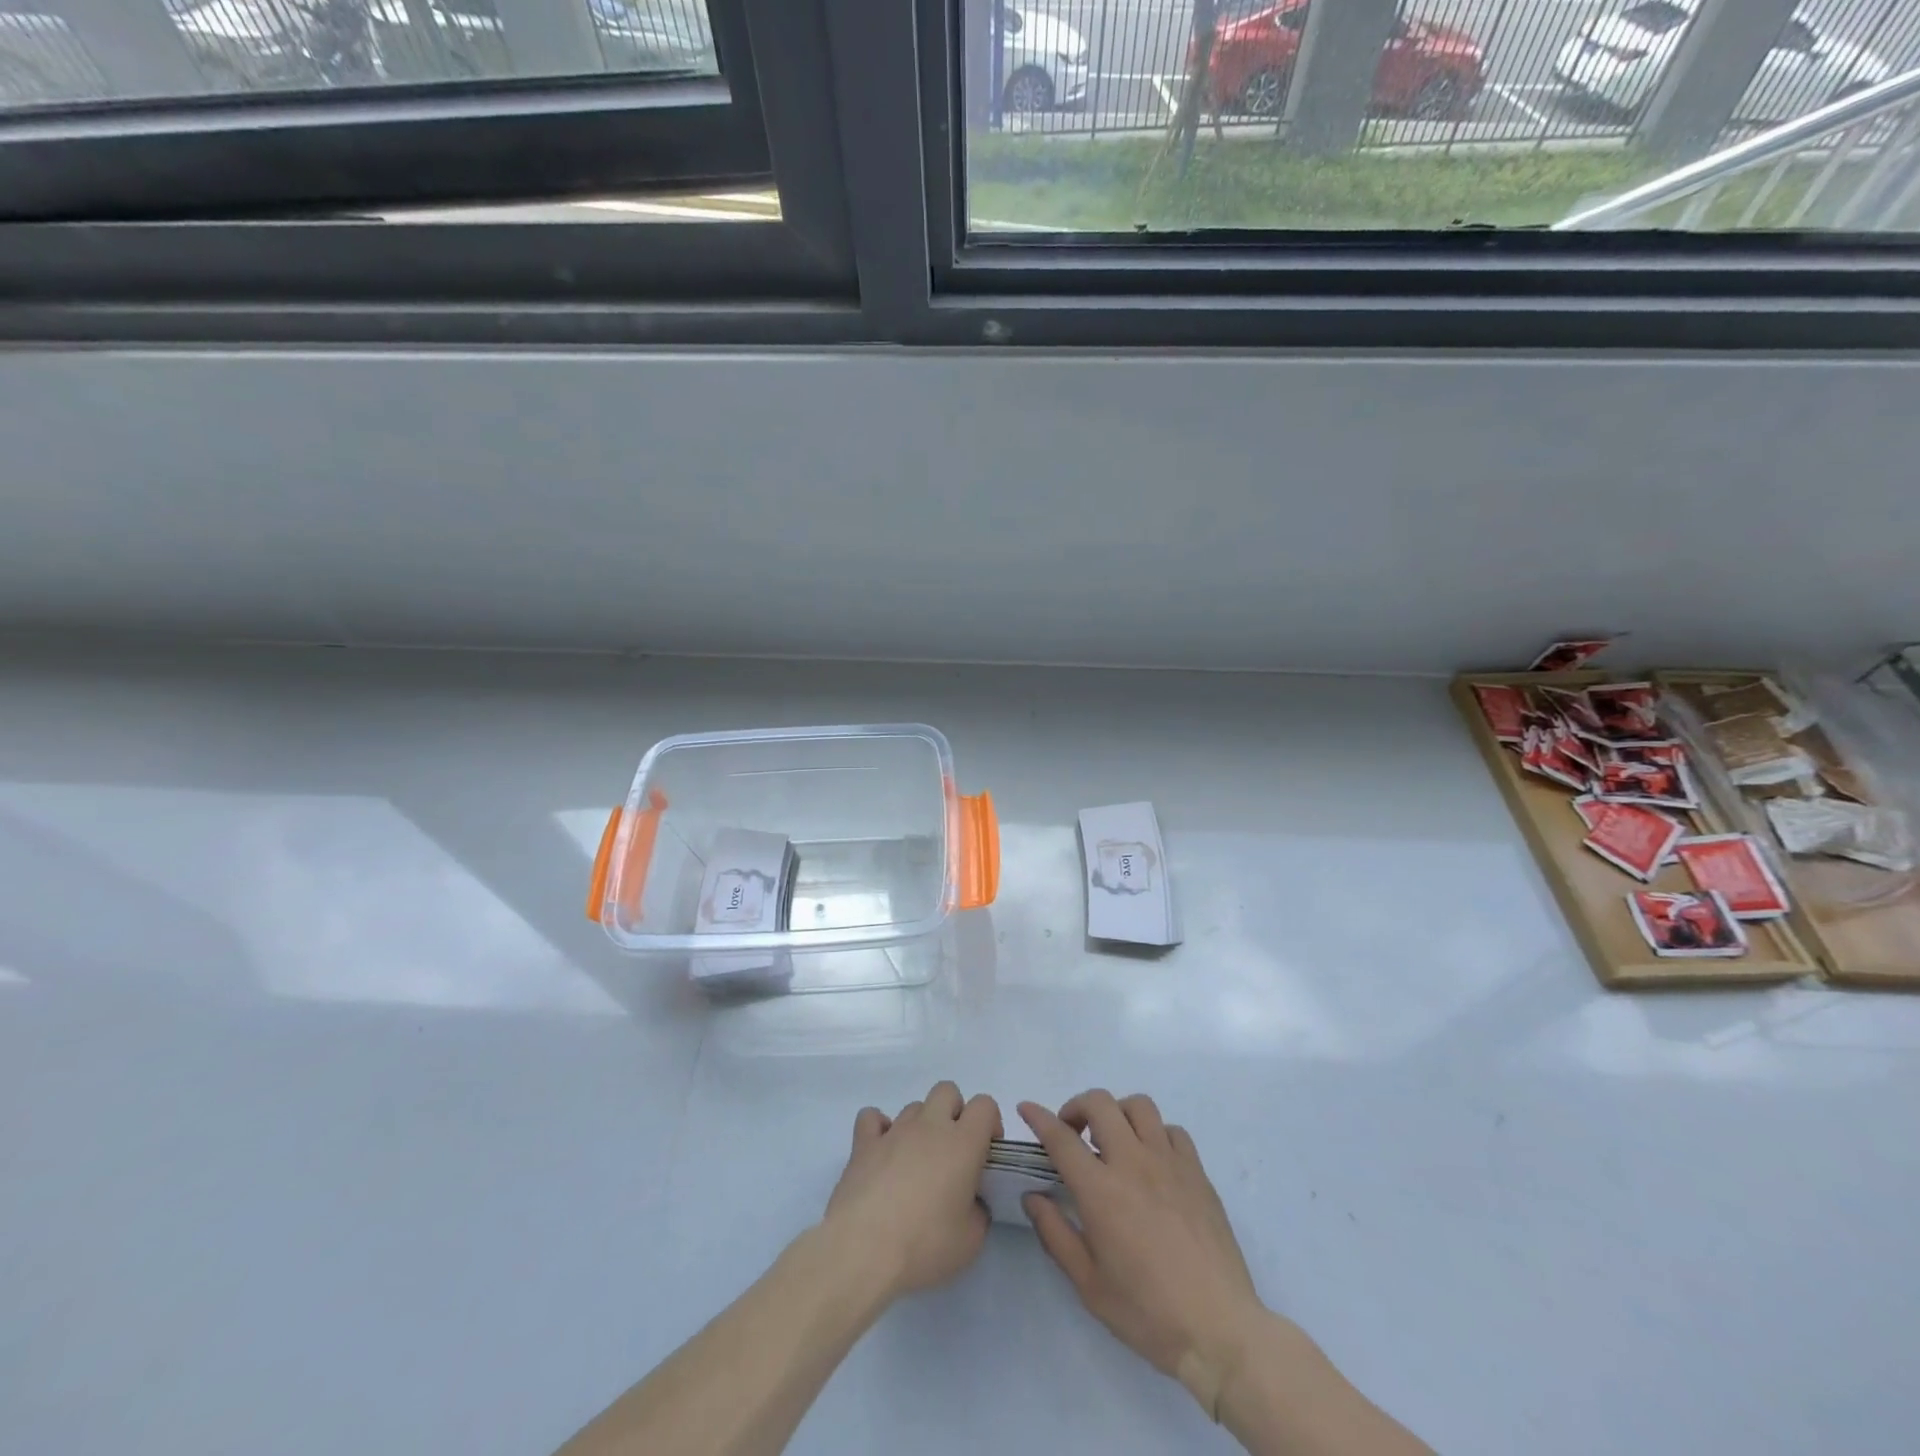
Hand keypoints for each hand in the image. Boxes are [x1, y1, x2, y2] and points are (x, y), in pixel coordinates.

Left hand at [822, 1081, 1000, 1298]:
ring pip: (914, 1107)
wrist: (864, 1250)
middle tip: (953, 1153)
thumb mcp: (971, 1241)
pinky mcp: (863, 1144)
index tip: (986, 1152)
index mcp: (962, 1143)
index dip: (990, 1122)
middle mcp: (929, 1126)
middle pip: (947, 1092)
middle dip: (954, 1113)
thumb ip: (979, 1212)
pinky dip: (879, 1129)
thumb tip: (971, 1202)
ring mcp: (894, 1131)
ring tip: (916, 1163)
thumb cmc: (925, 1244)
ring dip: (920, 1126)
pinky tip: (882, 1153)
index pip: (984, 1105)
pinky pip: (871, 1118)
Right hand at [1019, 1091, 1266, 1412]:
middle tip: (1071, 1133)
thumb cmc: (1147, 1313)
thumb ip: (1055, 1233)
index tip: (1026, 1108)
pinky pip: (1172, 1131)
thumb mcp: (1089, 1285)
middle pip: (1100, 1103)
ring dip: (1117, 1113)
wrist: (1219, 1330)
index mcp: (1101, 1190)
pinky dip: (1154, 1134)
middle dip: (1077, 1107)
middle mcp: (1133, 1163)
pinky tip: (1151, 1160)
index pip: (1061, 1137)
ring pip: (1138, 1106)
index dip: (1039, 1117)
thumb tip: (1033, 1197)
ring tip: (1112, 1140)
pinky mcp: (1197, 1172)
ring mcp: (1169, 1162)